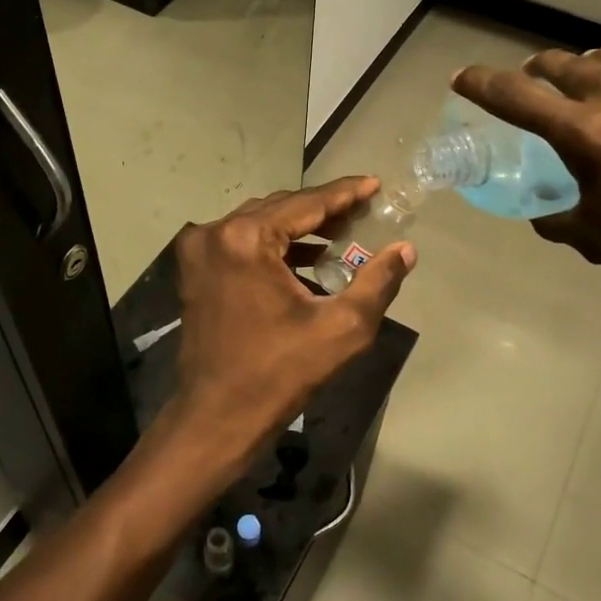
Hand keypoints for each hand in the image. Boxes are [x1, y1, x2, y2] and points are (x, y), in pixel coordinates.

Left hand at [154, 178, 415, 497]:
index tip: (373, 183)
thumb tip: (406, 250)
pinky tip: (307, 259)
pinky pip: (241, 243)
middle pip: (280, 208)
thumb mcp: (342, 328)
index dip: (344, 193)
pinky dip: (274, 246)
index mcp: (246, 239)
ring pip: (259, 223)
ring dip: (299, 227)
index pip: (306, 203)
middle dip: (323, 209)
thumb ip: (378, 282)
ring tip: (342, 234)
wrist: (217, 416)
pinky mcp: (195, 270)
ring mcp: (199, 251)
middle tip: (362, 210)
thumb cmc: (280, 373)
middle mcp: (215, 233)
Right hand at [453, 48, 600, 306]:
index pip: (515, 96)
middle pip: (566, 65)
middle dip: (542, 71)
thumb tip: (543, 214)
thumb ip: (558, 219)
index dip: (481, 83)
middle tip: (539, 80)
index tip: (462, 77)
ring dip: (600, 73)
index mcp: (586, 133)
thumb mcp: (598, 239)